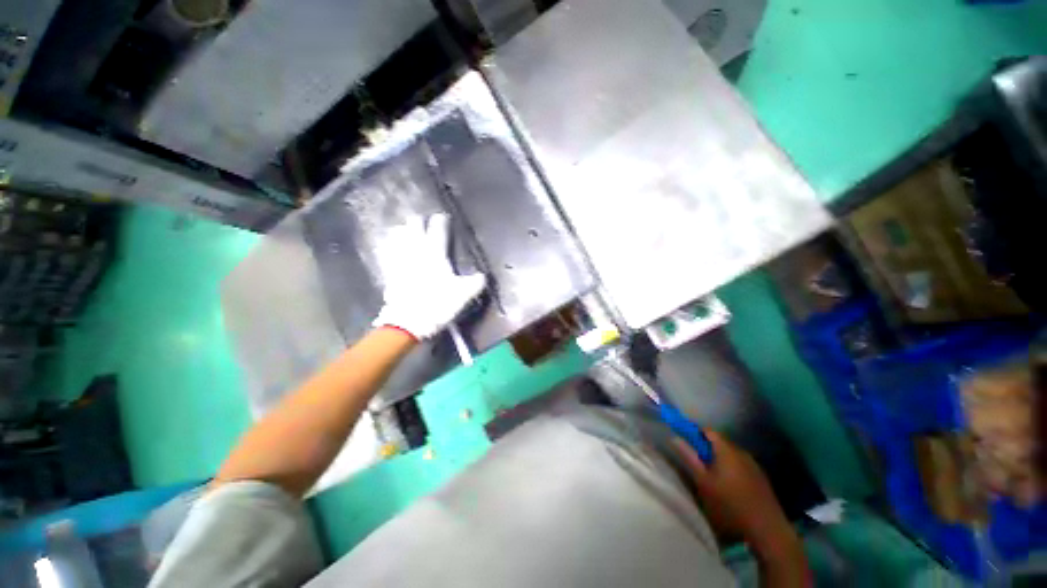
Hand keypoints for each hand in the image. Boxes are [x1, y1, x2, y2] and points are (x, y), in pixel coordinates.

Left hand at [372, 213, 485, 339]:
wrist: (409, 321)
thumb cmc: (438, 304)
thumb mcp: (463, 295)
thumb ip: (475, 283)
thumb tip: (483, 276)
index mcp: (435, 254)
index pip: (438, 231)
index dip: (440, 222)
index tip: (442, 217)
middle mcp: (416, 252)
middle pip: (414, 228)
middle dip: (418, 222)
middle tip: (421, 219)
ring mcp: (400, 261)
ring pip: (398, 237)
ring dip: (401, 231)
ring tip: (402, 228)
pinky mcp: (390, 272)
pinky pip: (387, 253)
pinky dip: (388, 246)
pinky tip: (387, 245)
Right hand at [674, 431, 795, 552]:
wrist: (767, 529)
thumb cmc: (730, 503)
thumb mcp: (703, 482)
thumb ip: (689, 457)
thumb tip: (675, 438)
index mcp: (726, 449)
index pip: (708, 430)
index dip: (695, 432)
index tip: (685, 439)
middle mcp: (741, 452)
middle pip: (720, 442)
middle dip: (706, 447)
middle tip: (696, 461)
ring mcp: (754, 465)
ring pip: (731, 454)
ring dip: (719, 458)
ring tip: (712, 475)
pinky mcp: (761, 478)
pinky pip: (741, 465)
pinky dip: (731, 468)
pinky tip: (729, 485)